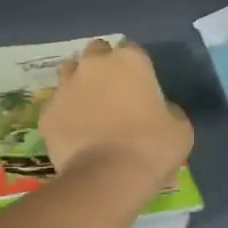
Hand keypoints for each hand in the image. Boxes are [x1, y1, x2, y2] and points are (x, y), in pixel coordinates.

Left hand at [40, 40, 192, 189]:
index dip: (135, 67)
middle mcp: (93, 65)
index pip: (131, 50)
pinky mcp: (47, 113)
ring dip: (79, 83)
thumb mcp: (180, 127)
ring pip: (69, 72)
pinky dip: (64, 115)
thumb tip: (158, 110)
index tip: (140, 86)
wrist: (107, 177)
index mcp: (129, 61)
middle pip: (96, 53)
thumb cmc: (151, 148)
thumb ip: (167, 108)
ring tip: (89, 109)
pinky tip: (74, 134)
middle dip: (102, 66)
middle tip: (113, 93)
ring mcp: (65, 86)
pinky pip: (56, 106)